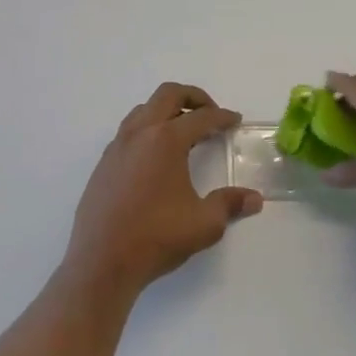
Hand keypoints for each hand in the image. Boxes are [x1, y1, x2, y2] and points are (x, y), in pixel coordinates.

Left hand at [64, 83, 263, 298]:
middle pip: (168, 94)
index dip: (222, 117)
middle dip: (193, 97)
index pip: (201, 117)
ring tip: (184, 131)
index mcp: (166, 140)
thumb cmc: (156, 238)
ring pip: (144, 109)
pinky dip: (148, 129)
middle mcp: (140, 133)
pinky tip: (156, 156)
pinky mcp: (104, 163)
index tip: (234, 120)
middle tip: (210, 113)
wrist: (102, 261)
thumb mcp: (204, 224)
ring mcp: (117, 146)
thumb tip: (254, 199)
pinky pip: (129, 130)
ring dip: (167, 110)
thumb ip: (230, 204)